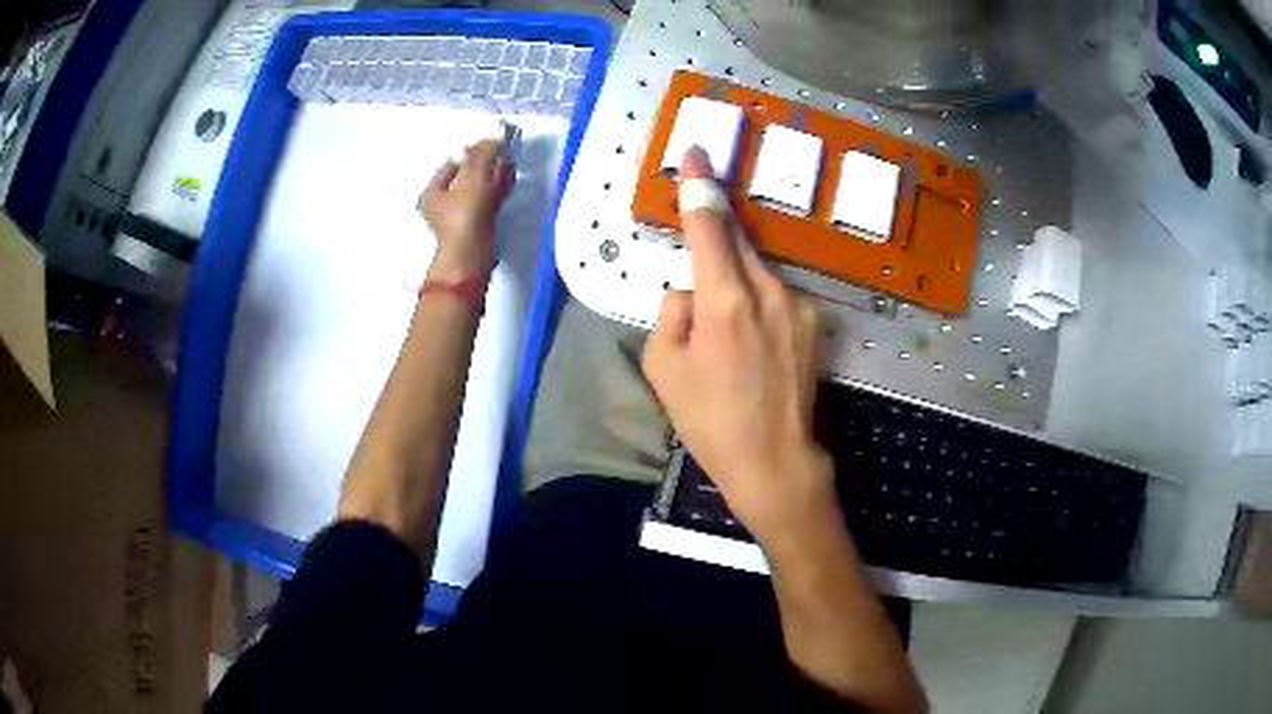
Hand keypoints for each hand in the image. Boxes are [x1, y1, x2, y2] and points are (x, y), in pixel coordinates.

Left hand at [418, 139, 515, 279]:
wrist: (473, 256)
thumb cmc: (466, 215)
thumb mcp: (474, 178)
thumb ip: (485, 153)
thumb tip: (497, 132)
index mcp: (432, 193)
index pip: (451, 165)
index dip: (470, 153)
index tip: (489, 147)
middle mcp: (442, 206)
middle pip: (466, 177)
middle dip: (485, 165)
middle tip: (501, 154)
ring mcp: (460, 219)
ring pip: (478, 191)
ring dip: (494, 177)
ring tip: (509, 165)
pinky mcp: (476, 228)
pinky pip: (487, 203)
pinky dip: (497, 191)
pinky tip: (509, 180)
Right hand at [642, 146, 834, 541]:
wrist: (775, 460)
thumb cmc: (711, 420)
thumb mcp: (664, 369)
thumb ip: (672, 312)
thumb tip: (689, 289)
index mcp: (725, 300)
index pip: (709, 224)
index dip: (700, 185)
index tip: (698, 152)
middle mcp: (768, 290)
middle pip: (737, 241)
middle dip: (715, 238)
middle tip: (698, 263)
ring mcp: (798, 304)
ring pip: (757, 269)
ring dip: (735, 281)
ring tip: (725, 332)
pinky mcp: (814, 321)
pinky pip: (775, 293)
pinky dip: (756, 302)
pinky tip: (751, 343)